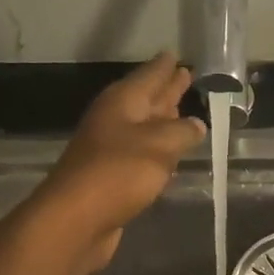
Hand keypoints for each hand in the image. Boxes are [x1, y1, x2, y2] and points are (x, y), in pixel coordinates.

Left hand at [34, 53, 204, 274]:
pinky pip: (142, 156)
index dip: (165, 66)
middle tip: (186, 76)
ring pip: (145, 128)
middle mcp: (115, 120)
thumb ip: (182, 132)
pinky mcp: (113, 177)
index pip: (149, 75)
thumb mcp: (159, 145)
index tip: (176, 54)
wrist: (76, 220)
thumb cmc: (118, 173)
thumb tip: (197, 124)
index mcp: (122, 102)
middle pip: (146, 99)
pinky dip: (158, 152)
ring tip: (185, 113)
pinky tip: (171, 157)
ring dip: (164, 121)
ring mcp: (111, 149)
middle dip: (166, 90)